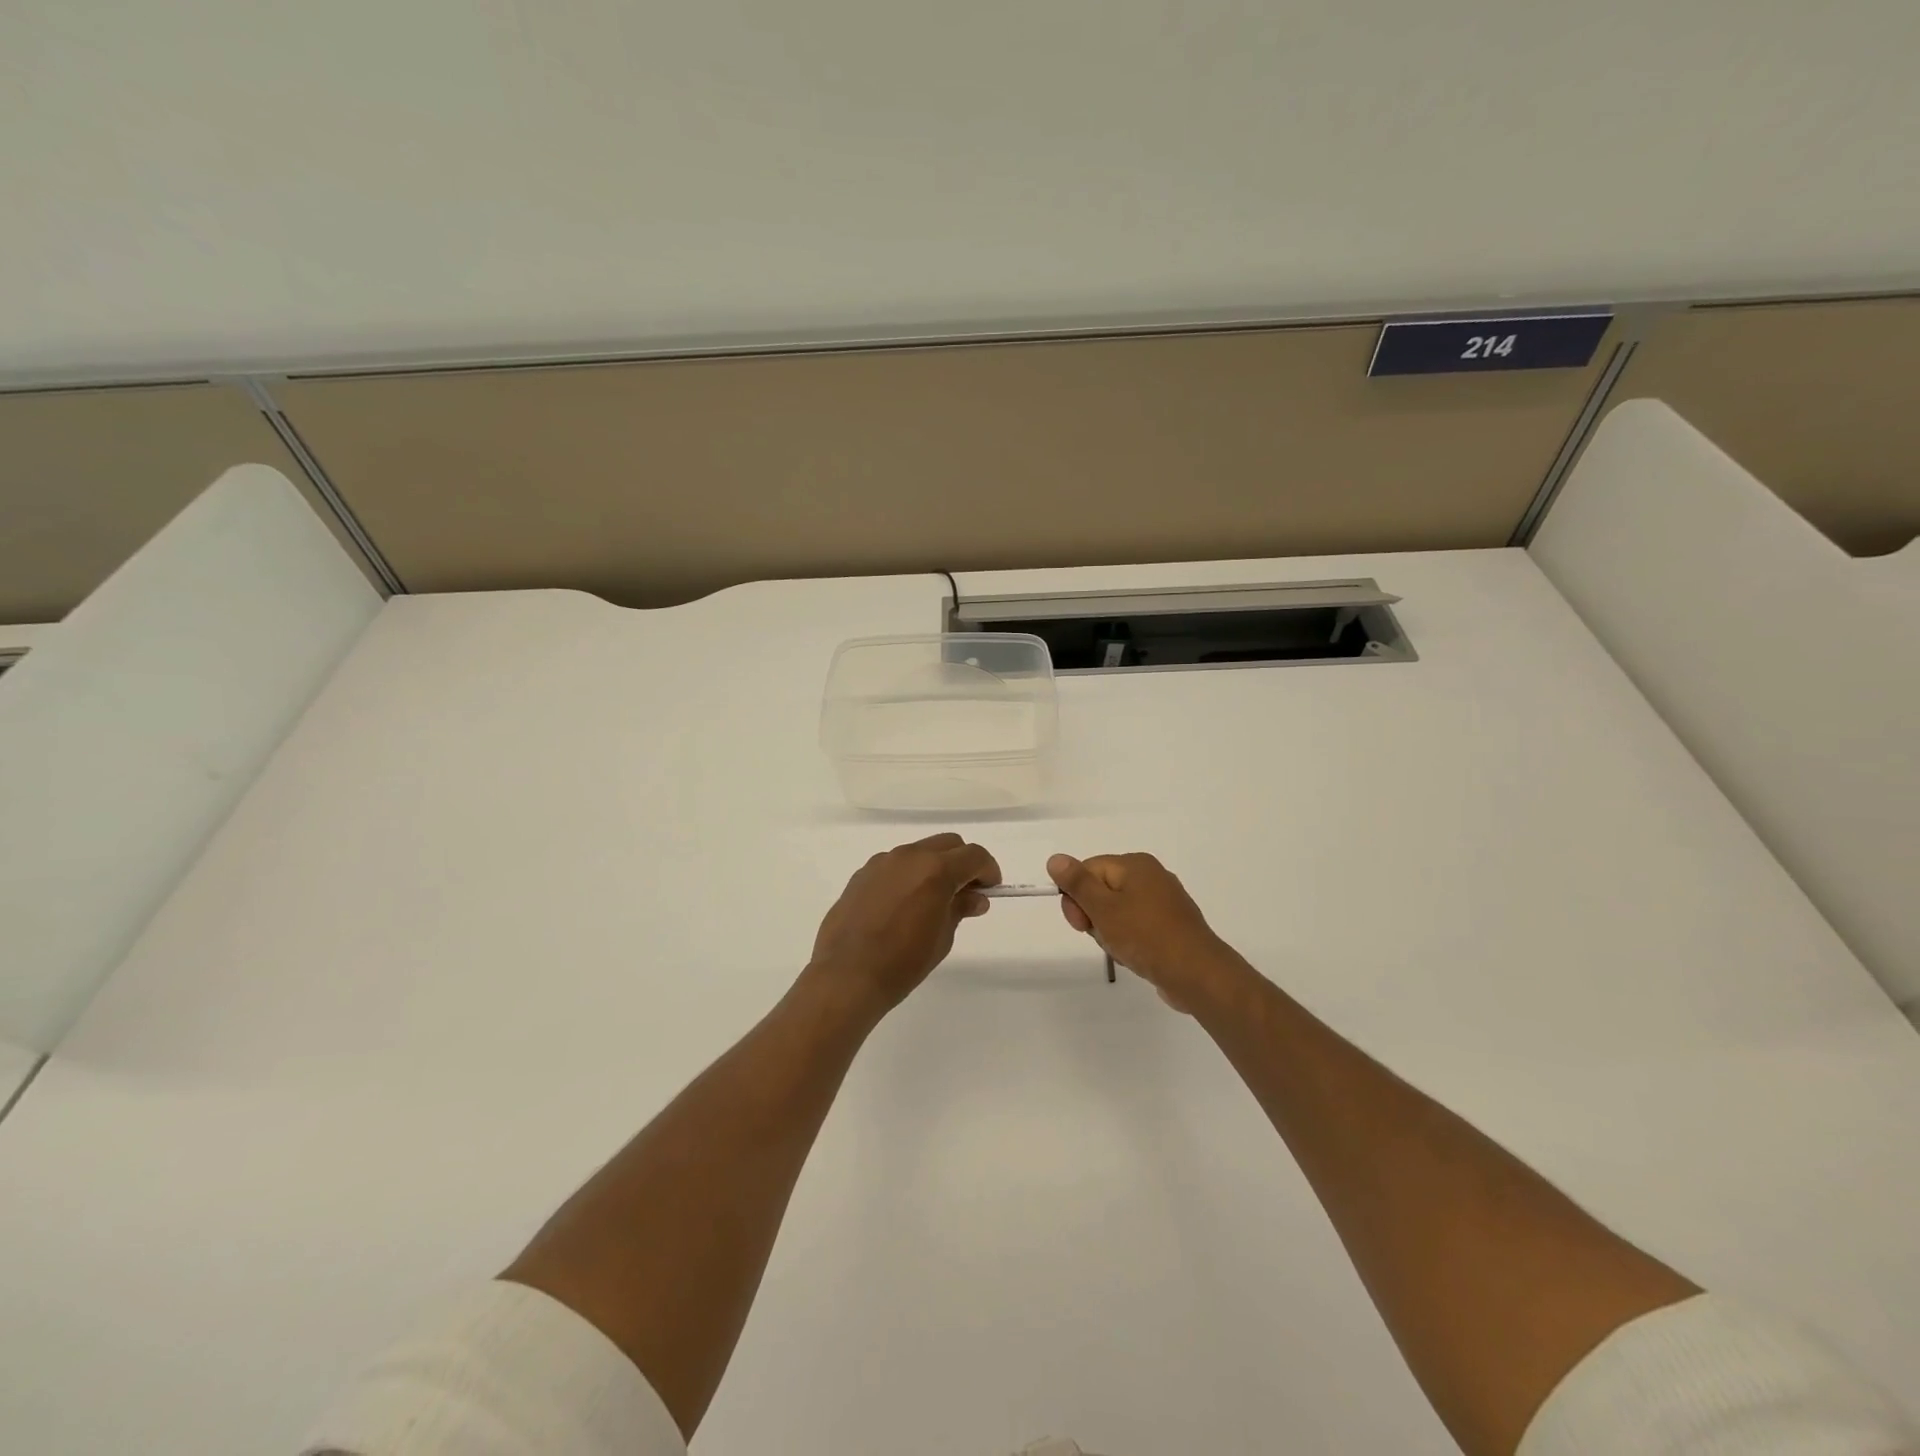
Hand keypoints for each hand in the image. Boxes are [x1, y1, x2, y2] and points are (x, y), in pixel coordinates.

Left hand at [809, 834, 1000, 1016]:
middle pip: (948, 844)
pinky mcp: (862, 874)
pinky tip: (903, 904)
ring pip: (919, 851)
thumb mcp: (942, 938)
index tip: (990, 889)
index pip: (974, 856)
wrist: (846, 976)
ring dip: (934, 866)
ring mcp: (882, 862)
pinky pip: (895, 865)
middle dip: (963, 862)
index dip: (988, 870)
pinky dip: (909, 875)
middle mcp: (909, 856)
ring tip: (932, 899)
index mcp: (935, 870)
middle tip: (966, 892)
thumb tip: (975, 897)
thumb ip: (960, 908)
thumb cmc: (903, 963)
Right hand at [1047, 852, 1244, 1011]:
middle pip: (1102, 890)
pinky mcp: (1170, 925)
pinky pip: (1136, 927)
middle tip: (1103, 937)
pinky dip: (1129, 941)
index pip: (1088, 870)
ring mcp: (1163, 901)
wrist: (1196, 973)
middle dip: (1094, 916)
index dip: (1076, 897)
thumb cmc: (1145, 936)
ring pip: (1117, 912)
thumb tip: (1055, 858)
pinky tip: (1135, 957)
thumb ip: (1077, 883)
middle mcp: (1151, 876)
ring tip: (1122, 950)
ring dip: (1110, 932)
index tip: (1080, 924)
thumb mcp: (1103, 908)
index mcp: (1135, 864)